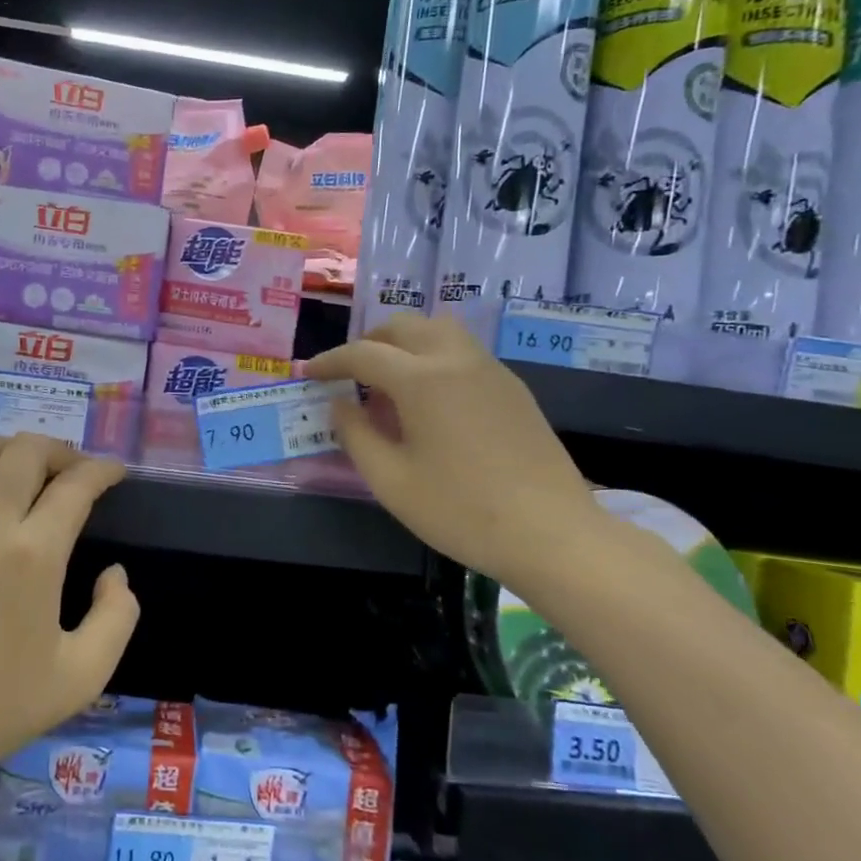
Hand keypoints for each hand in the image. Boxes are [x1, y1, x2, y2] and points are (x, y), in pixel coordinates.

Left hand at [0, 434, 139, 788]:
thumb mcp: (82, 676)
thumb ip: (117, 616)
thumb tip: (114, 573)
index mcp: (33, 555)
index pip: (75, 485)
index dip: (102, 471)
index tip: (116, 473)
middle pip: (28, 451)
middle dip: (63, 452)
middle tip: (78, 475)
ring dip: (17, 449)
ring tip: (35, 472)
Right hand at [304, 314, 598, 584]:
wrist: (552, 533)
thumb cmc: (461, 511)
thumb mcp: (391, 481)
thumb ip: (355, 435)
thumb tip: (340, 404)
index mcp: (422, 379)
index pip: (363, 354)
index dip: (330, 361)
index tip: (308, 373)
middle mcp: (456, 359)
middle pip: (403, 327)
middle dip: (368, 343)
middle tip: (348, 374)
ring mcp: (490, 370)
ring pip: (438, 330)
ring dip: (405, 342)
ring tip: (389, 380)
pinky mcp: (513, 388)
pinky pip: (463, 352)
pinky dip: (434, 357)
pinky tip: (430, 399)